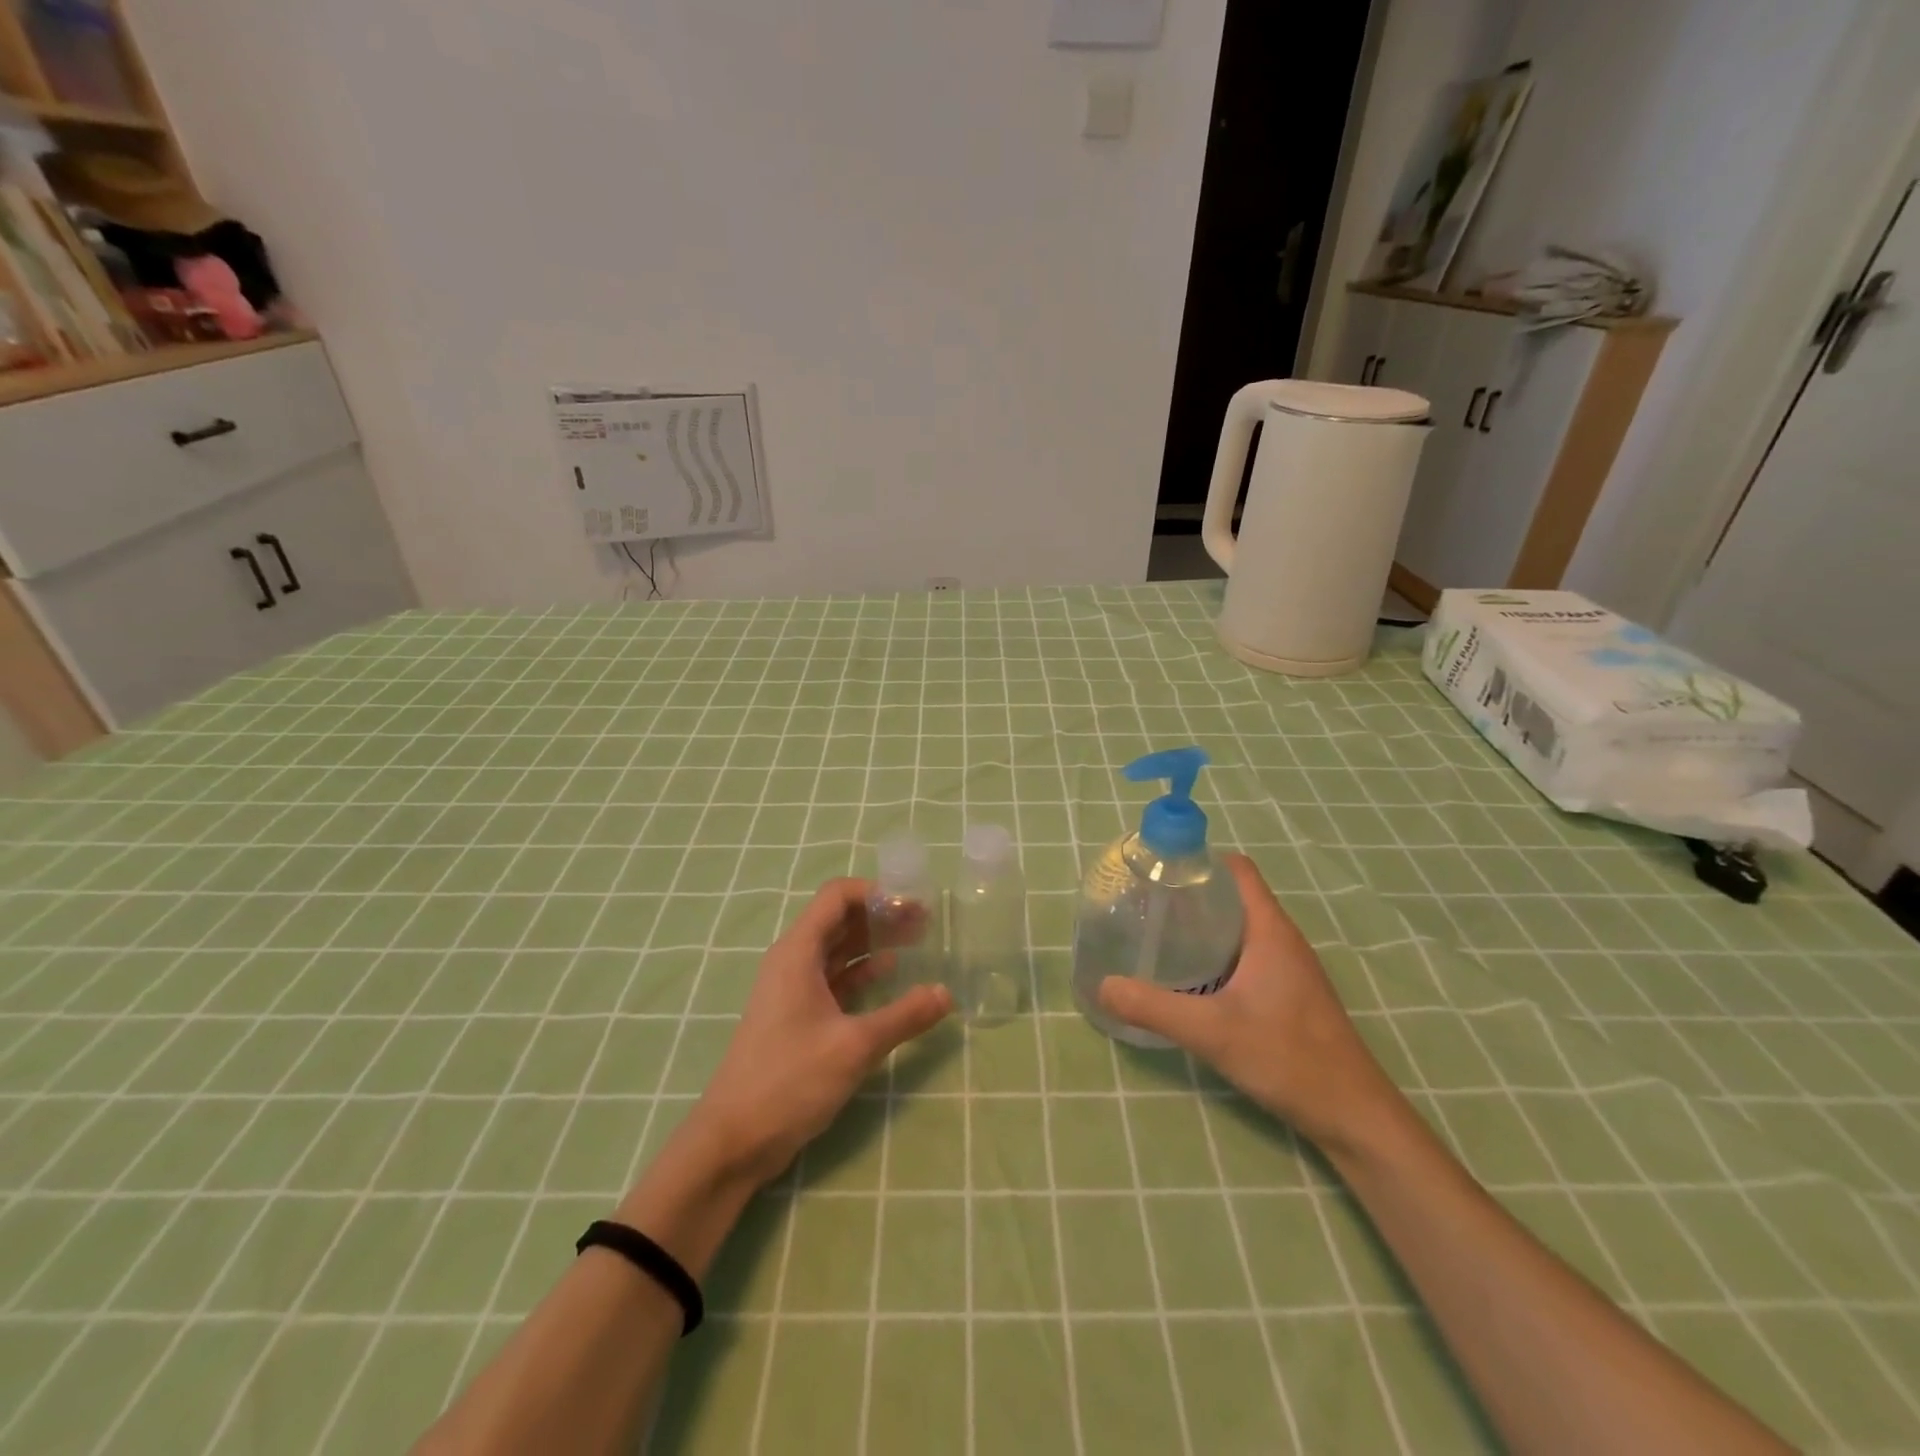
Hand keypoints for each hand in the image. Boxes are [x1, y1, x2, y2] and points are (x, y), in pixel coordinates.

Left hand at [676, 878, 952, 1188]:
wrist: (734, 1140)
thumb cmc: (789, 1080)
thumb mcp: (854, 1046)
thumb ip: (903, 1016)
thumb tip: (946, 993)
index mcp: (798, 952)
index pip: (837, 897)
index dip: (876, 892)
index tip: (913, 905)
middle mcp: (793, 961)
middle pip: (839, 920)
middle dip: (881, 916)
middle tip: (924, 924)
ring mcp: (792, 990)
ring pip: (837, 950)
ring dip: (873, 943)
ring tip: (916, 944)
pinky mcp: (796, 1016)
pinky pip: (833, 979)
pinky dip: (861, 972)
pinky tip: (889, 976)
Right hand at [1097, 854, 1397, 1150]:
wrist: (1354, 1116)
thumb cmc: (1289, 1059)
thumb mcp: (1212, 1031)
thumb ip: (1154, 1007)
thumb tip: (1102, 986)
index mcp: (1270, 930)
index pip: (1237, 870)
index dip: (1200, 860)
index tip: (1158, 870)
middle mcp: (1282, 939)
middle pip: (1234, 896)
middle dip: (1191, 893)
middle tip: (1146, 904)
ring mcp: (1289, 968)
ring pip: (1239, 928)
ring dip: (1203, 925)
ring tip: (1159, 935)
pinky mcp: (1289, 993)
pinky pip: (1247, 955)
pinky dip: (1217, 953)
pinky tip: (1190, 977)